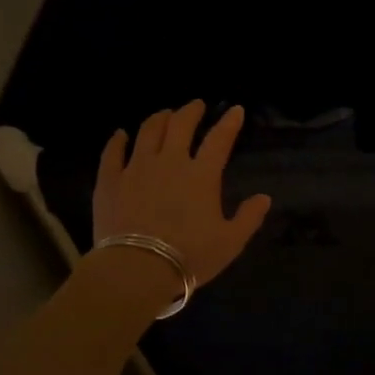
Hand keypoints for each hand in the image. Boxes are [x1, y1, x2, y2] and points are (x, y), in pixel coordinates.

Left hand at [94, 102, 272, 287]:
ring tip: (165, 115)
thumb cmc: (189, 256)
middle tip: (196, 105)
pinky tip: (121, 135)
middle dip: (191, 111)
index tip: (236, 110)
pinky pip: (112, 153)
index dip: (229, 122)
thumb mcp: (230, 242)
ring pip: (148, 131)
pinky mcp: (110, 180)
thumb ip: (248, 217)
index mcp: (202, 175)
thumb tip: (264, 198)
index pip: (219, 139)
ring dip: (159, 118)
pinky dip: (117, 140)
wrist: (137, 269)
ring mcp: (136, 168)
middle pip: (180, 125)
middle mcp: (170, 162)